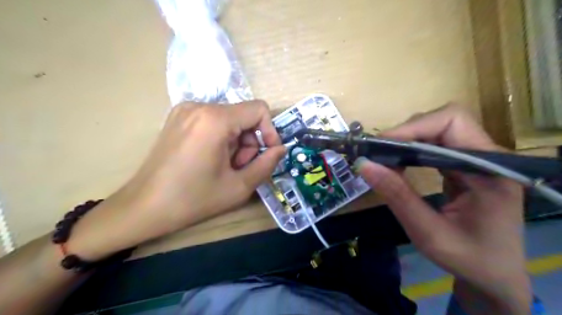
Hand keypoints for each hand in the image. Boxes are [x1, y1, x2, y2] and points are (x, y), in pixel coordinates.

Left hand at [68, 101, 285, 260]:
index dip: (270, 132)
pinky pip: (213, 122)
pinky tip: (211, 160)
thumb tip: (281, 149)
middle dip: (249, 143)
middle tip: (240, 168)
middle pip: (244, 116)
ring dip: (236, 143)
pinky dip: (221, 139)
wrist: (143, 207)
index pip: (259, 110)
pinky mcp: (178, 118)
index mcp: (215, 119)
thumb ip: (267, 164)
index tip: (267, 154)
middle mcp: (200, 106)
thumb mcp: (239, 187)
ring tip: (225, 168)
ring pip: (230, 119)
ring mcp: (185, 110)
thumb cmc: (193, 199)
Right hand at [355, 104, 532, 313]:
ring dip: (407, 140)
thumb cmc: (468, 258)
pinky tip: (399, 163)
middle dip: (407, 133)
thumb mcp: (428, 232)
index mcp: (491, 171)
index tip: (381, 146)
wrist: (494, 274)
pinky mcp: (466, 164)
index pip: (452, 123)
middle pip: (444, 120)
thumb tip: (364, 164)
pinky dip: (413, 149)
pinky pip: (437, 144)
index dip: (413, 128)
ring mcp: (478, 158)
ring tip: (385, 159)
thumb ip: (397, 196)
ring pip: (438, 129)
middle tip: (378, 153)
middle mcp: (489, 156)